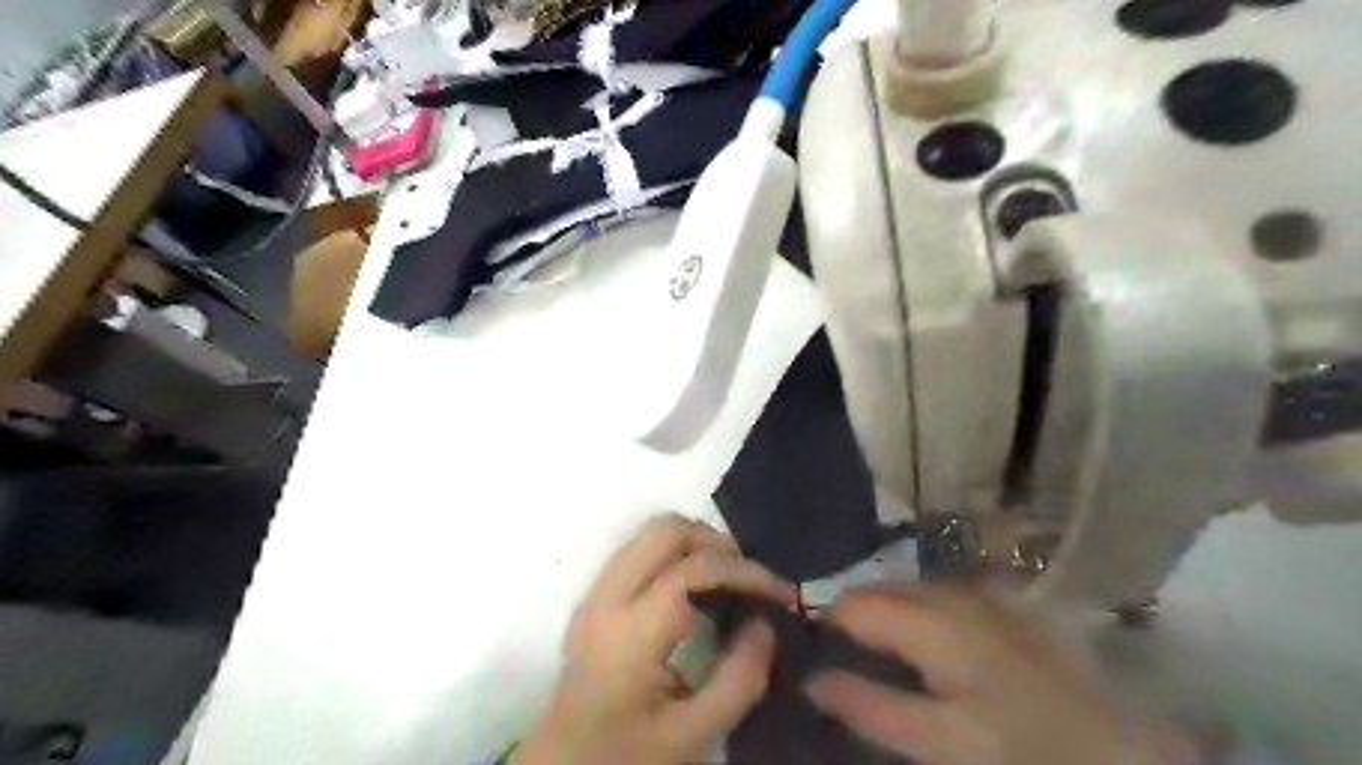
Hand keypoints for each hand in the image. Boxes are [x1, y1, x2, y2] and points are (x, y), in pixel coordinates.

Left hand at [519, 513, 798, 764]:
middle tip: (749, 578)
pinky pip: (638, 551)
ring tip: (728, 579)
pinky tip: (695, 588)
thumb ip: (739, 679)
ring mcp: (594, 593)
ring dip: (694, 543)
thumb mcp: (693, 736)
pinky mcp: (593, 598)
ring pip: (648, 532)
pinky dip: (674, 553)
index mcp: (630, 632)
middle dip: (716, 543)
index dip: (742, 571)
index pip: (691, 569)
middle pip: (664, 530)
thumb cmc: (627, 759)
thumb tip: (764, 623)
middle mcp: (606, 598)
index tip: (779, 593)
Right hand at [799, 587, 1122, 764]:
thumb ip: (869, 707)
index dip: (827, 625)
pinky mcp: (1003, 600)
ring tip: (882, 657)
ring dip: (887, 614)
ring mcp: (981, 590)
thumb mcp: (941, 743)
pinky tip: (929, 647)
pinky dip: (920, 612)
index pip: (854, 603)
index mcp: (933, 619)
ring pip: (909, 588)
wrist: (1122, 754)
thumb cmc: (1025, 753)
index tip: (815, 654)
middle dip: (855, 618)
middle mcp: (953, 590)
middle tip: (845, 660)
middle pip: (879, 588)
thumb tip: (811, 680)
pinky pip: (940, 594)